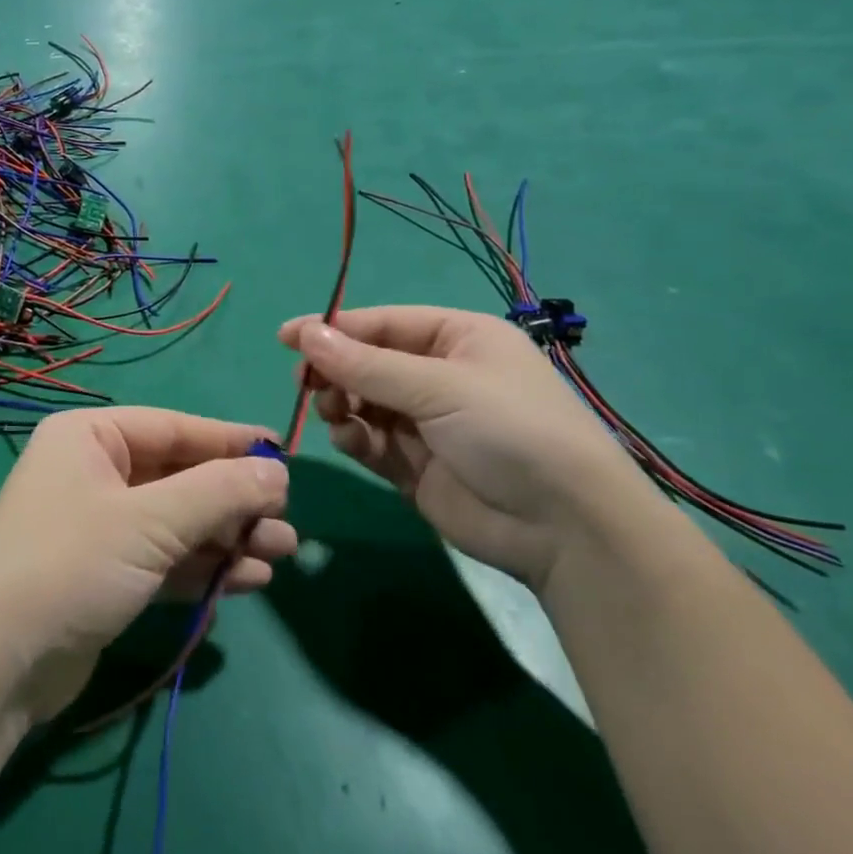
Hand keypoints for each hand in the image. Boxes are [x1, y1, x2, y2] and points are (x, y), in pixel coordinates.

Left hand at [0, 408, 294, 721]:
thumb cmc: (72, 564)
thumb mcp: (150, 522)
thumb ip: (218, 493)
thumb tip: (277, 470)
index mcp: (90, 437)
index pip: (173, 428)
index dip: (229, 441)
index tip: (283, 455)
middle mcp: (92, 472)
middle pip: (178, 476)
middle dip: (233, 500)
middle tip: (287, 521)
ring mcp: (98, 525)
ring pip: (176, 521)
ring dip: (227, 537)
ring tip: (282, 553)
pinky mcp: (105, 573)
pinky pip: (165, 558)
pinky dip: (203, 567)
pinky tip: (250, 580)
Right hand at [279, 307, 657, 591]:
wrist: (566, 529)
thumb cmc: (510, 431)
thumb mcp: (438, 387)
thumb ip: (365, 364)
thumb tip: (304, 335)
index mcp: (458, 338)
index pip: (382, 324)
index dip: (334, 329)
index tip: (286, 338)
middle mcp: (440, 375)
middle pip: (368, 363)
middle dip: (336, 372)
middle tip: (307, 385)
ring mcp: (427, 423)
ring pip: (363, 402)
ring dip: (342, 405)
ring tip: (335, 414)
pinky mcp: (416, 466)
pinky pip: (370, 441)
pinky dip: (354, 438)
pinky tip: (351, 441)